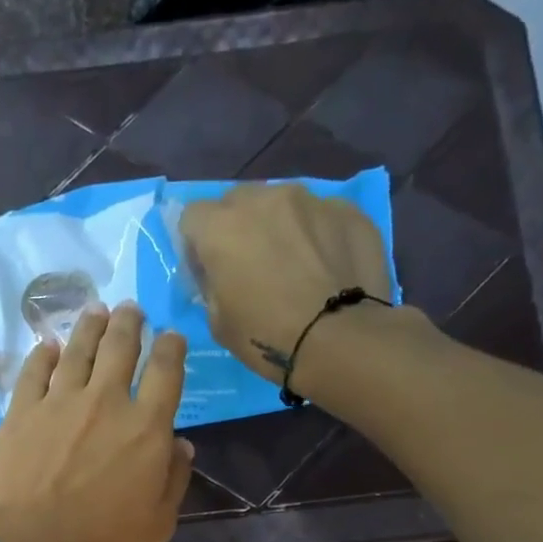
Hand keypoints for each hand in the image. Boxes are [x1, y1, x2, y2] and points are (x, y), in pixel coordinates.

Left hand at [0, 300, 193, 541]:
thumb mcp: (158, 523)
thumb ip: (174, 479)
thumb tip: (180, 444)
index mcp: (146, 427)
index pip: (166, 372)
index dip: (172, 348)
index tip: (172, 336)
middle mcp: (105, 401)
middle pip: (121, 347)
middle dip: (129, 323)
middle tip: (130, 309)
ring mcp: (59, 401)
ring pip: (78, 350)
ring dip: (90, 326)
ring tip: (96, 310)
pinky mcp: (21, 411)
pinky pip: (34, 372)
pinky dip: (42, 355)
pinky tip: (46, 346)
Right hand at [179, 183, 395, 385]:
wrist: (341, 341)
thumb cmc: (267, 336)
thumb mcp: (217, 321)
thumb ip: (212, 284)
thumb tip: (220, 274)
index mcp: (221, 227)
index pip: (193, 216)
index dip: (196, 244)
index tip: (208, 270)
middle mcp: (264, 200)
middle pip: (237, 201)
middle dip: (237, 227)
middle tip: (249, 264)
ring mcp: (311, 200)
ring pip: (282, 203)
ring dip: (278, 226)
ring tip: (294, 263)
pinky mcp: (349, 211)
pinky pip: (321, 215)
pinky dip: (317, 234)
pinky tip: (326, 266)